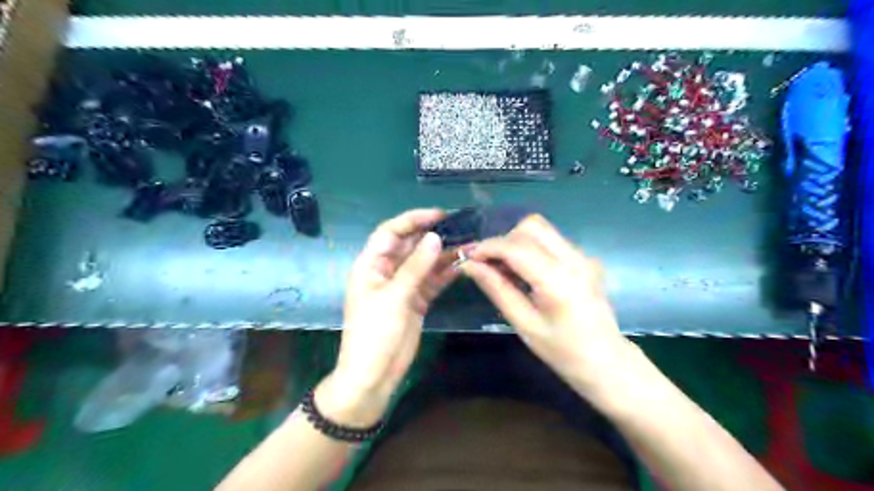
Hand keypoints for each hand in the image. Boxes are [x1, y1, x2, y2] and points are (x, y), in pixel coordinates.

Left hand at [320, 209, 457, 427]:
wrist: (374, 374)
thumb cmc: (374, 333)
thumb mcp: (394, 297)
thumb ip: (416, 267)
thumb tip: (435, 237)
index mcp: (371, 264)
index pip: (391, 232)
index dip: (413, 219)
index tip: (439, 215)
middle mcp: (387, 271)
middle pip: (410, 245)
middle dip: (432, 235)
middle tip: (460, 227)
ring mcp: (403, 286)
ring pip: (424, 263)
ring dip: (443, 254)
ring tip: (467, 244)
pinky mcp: (416, 301)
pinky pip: (432, 281)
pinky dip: (445, 273)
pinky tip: (462, 265)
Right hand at [457, 215, 636, 393]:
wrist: (607, 362)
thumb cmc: (562, 352)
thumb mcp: (524, 324)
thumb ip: (496, 289)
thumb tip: (469, 265)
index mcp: (558, 280)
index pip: (516, 247)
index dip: (487, 247)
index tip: (467, 256)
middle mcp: (574, 259)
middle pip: (530, 226)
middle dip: (503, 240)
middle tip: (488, 264)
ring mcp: (583, 256)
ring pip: (541, 229)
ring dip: (516, 242)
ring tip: (505, 268)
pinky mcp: (585, 258)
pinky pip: (551, 240)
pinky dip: (531, 247)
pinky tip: (525, 272)